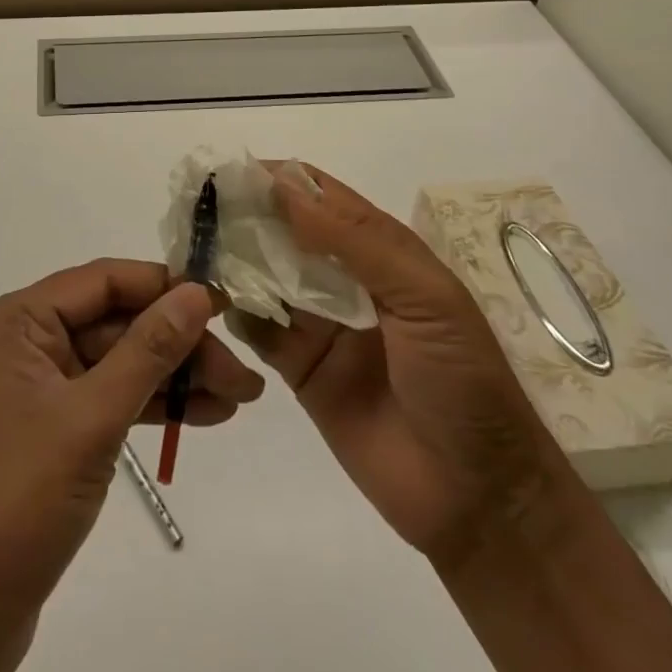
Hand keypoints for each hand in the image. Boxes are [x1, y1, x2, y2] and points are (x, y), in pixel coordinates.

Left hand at [0, 259, 262, 671]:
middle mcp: (23, 342)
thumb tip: (196, 293)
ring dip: (175, 378)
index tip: (223, 302)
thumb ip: (147, 351)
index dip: (164, 287)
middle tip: (242, 373)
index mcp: (17, 320)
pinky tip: (204, 416)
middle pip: (115, 324)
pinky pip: (107, 400)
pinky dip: (151, 407)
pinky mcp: (48, 432)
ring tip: (239, 397)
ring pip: (117, 364)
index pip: (102, 282)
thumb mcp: (90, 418)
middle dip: (179, 345)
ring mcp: (36, 389)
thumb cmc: (16, 499)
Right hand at [233, 165, 564, 568]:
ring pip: (267, 277)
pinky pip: (260, 330)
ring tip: (193, 249)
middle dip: (247, 217)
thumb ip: (354, 242)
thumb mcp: (423, 297)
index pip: (322, 197)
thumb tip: (284, 188)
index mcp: (381, 251)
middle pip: (286, 233)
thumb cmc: (461, 381)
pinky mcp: (300, 368)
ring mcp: (320, 323)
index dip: (279, 180)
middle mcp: (345, 278)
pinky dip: (235, 313)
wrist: (478, 499)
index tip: (230, 172)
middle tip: (197, 209)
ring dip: (234, 261)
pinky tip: (208, 303)